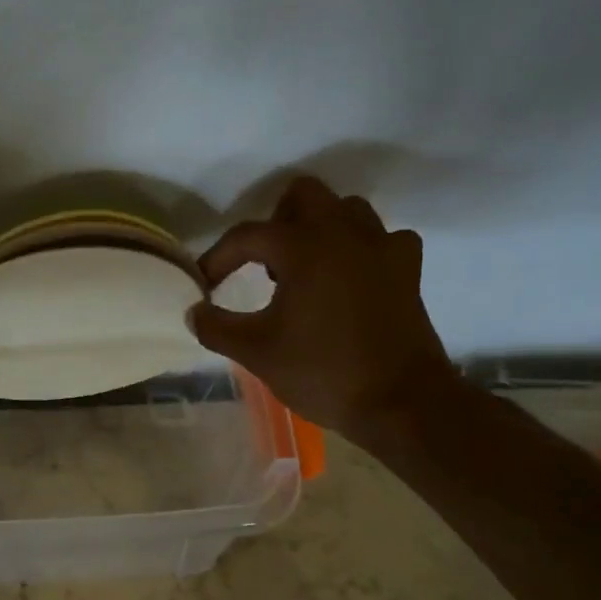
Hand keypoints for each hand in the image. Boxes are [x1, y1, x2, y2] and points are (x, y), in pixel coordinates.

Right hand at [192, 178, 456, 436]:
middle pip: (303, 195)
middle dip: (276, 222)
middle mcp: (344, 233)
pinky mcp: (407, 270)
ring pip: (346, 209)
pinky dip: (362, 248)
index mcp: (303, 247)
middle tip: (264, 263)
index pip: (247, 235)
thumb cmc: (323, 372)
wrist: (402, 405)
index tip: (205, 285)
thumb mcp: (256, 352)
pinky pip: (383, 238)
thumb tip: (193, 312)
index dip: (218, 257)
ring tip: (304, 268)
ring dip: (320, 227)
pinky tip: (350, 277)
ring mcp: (382, 247)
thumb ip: (216, 327)